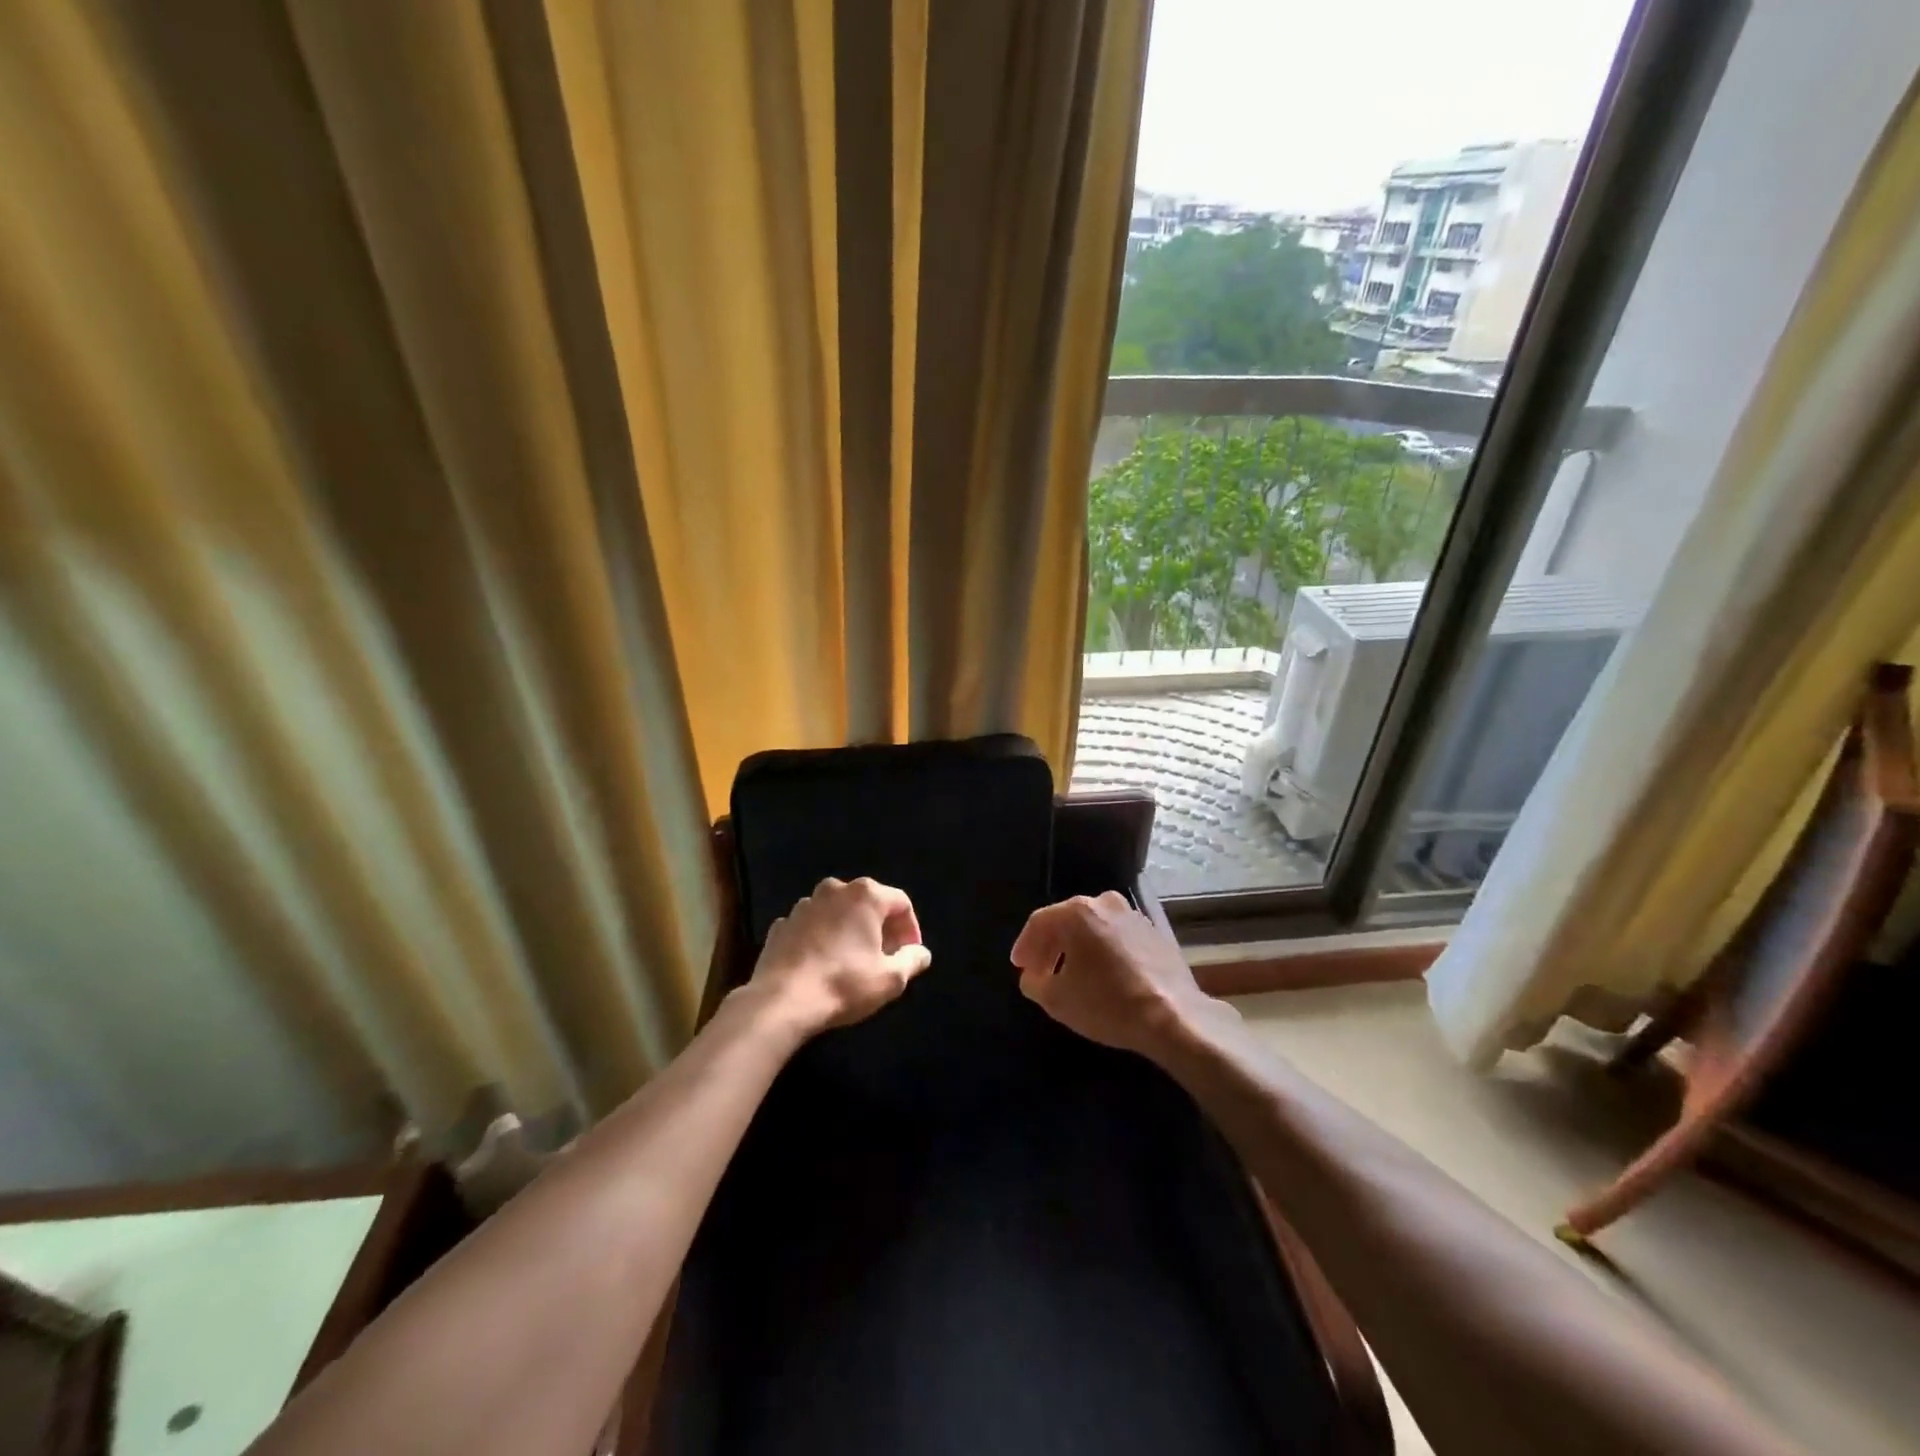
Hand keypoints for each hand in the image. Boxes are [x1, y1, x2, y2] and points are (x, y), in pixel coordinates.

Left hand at [749, 877, 932, 1035]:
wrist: (781, 1002)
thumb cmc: (844, 984)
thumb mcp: (890, 979)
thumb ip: (912, 961)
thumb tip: (921, 953)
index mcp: (865, 895)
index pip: (901, 903)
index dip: (911, 928)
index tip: (910, 954)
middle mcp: (834, 890)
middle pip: (868, 903)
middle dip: (880, 927)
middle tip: (885, 957)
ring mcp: (803, 905)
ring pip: (837, 912)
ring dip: (849, 930)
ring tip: (853, 960)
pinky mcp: (781, 925)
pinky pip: (811, 926)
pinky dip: (821, 939)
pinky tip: (822, 964)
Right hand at [1010, 891, 1218, 1055]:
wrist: (1173, 1016)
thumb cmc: (1107, 1003)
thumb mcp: (1055, 1000)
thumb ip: (1033, 982)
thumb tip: (1033, 975)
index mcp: (1077, 912)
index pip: (1039, 923)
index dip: (1025, 946)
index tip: (1020, 967)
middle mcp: (1105, 902)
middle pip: (1067, 921)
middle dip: (1050, 947)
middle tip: (1041, 972)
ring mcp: (1133, 915)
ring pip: (1094, 928)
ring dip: (1078, 949)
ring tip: (1072, 976)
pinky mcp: (1155, 933)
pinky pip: (1117, 938)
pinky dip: (1104, 952)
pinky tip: (1103, 976)